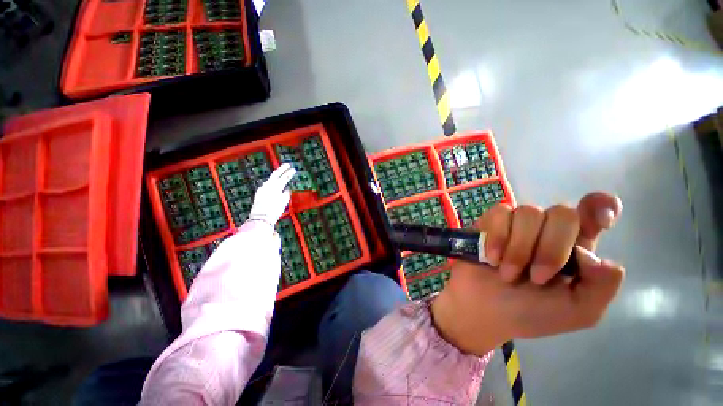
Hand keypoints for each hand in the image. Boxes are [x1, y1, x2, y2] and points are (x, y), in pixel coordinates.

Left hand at [248, 163, 296, 226]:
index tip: (294, 169)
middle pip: (275, 174)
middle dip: (282, 169)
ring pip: (271, 179)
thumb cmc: (274, 211)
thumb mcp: (283, 203)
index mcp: (275, 188)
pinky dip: (272, 182)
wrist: (260, 219)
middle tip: (287, 164)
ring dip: (277, 175)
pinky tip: (275, 184)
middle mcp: (268, 186)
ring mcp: (262, 188)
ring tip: (282, 173)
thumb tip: (288, 189)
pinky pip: (267, 184)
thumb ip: (286, 194)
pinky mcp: (259, 193)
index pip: (284, 178)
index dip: (289, 173)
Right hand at [431, 193, 623, 355]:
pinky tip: (492, 258)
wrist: (483, 309)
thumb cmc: (530, 313)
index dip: (600, 206)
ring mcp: (516, 223)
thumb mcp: (577, 311)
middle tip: (536, 278)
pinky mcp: (490, 221)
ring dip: (519, 248)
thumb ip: (602, 286)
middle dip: (550, 248)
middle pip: (563, 213)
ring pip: (529, 212)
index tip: (603, 222)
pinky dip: (497, 237)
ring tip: (507, 273)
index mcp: (574, 246)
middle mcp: (547, 228)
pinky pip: (499, 213)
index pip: (594, 209)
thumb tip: (591, 254)